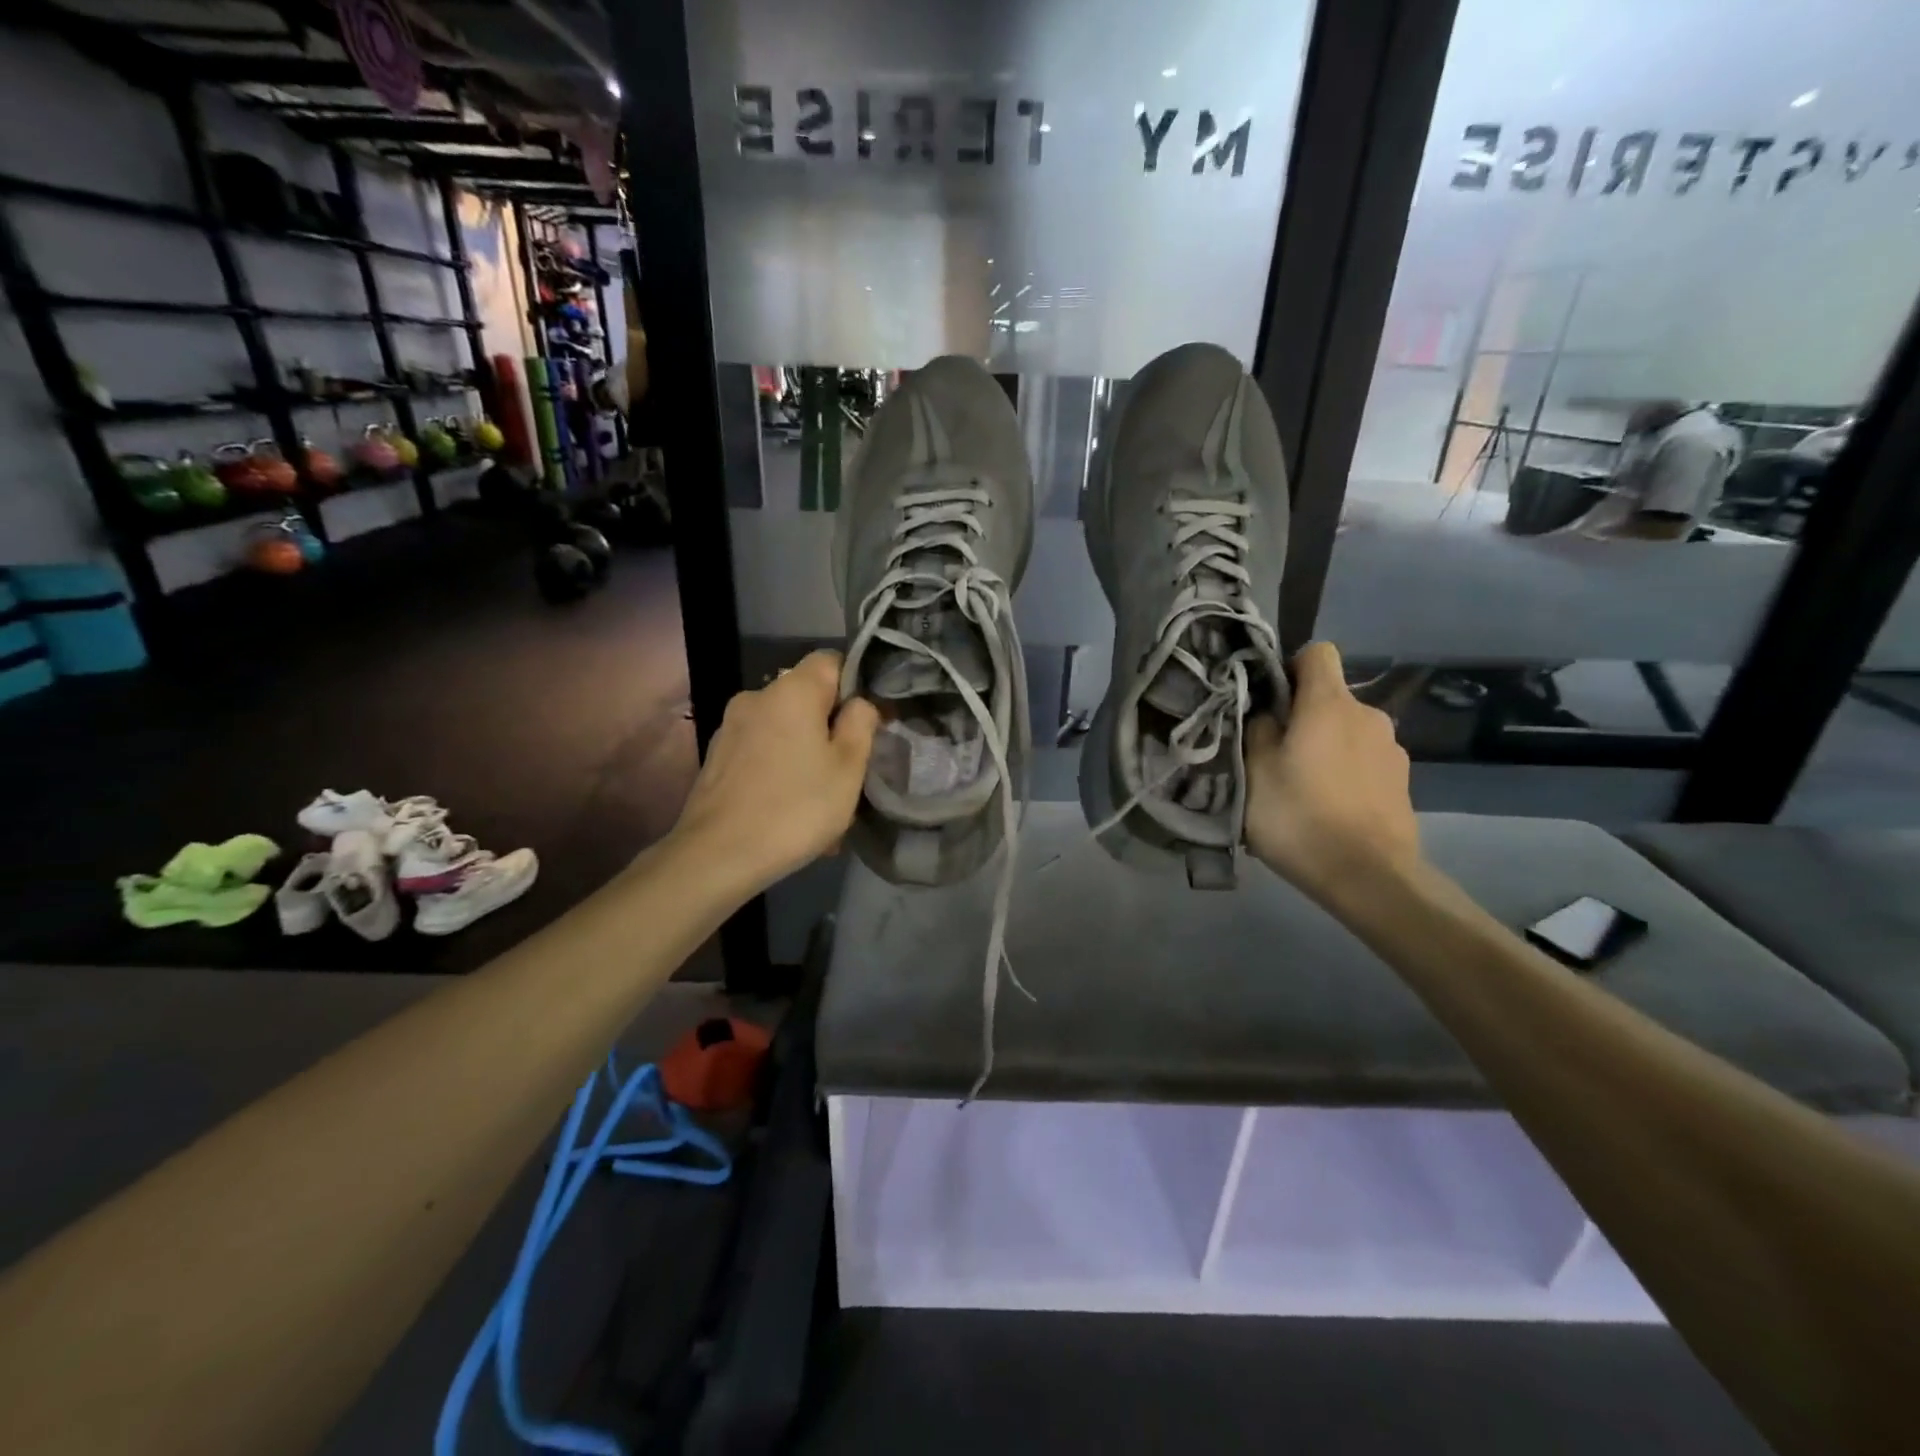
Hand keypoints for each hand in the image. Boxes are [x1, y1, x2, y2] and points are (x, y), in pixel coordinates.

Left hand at [670, 651, 879, 891]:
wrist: (718, 855)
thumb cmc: (796, 807)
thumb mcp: (849, 768)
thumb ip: (861, 724)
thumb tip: (860, 704)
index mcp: (792, 691)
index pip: (831, 661)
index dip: (855, 685)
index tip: (867, 723)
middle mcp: (756, 697)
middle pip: (806, 698)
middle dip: (830, 727)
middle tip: (848, 771)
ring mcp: (731, 727)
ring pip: (784, 729)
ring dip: (805, 754)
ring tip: (819, 800)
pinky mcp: (717, 756)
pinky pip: (762, 752)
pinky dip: (780, 770)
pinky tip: (788, 808)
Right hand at [1245, 641, 1420, 908]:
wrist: (1369, 877)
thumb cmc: (1300, 817)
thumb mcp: (1254, 771)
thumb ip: (1258, 730)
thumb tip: (1268, 713)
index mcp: (1330, 704)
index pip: (1317, 653)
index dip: (1290, 667)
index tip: (1269, 700)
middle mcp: (1368, 716)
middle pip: (1330, 698)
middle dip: (1303, 717)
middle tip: (1274, 756)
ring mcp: (1392, 750)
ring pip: (1347, 733)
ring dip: (1325, 748)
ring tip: (1301, 789)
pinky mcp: (1402, 782)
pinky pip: (1364, 763)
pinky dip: (1345, 774)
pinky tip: (1329, 809)